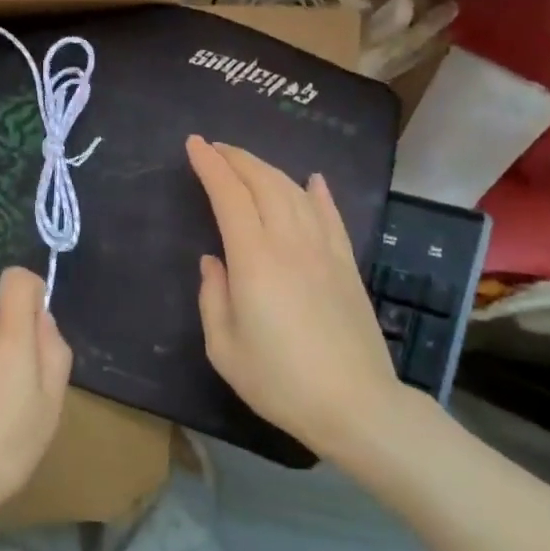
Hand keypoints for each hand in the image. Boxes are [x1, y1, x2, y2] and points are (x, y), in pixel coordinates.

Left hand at [0, 266, 72, 531]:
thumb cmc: (8, 446)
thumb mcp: (51, 404)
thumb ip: (53, 351)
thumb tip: (42, 319)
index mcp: (8, 336)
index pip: (16, 279)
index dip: (31, 291)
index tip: (37, 324)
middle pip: (1, 323)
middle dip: (14, 347)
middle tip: (20, 396)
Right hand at [185, 135, 409, 460]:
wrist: (356, 405)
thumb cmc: (280, 380)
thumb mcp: (224, 348)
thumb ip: (212, 297)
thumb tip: (214, 261)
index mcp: (254, 259)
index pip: (229, 196)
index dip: (210, 166)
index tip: (194, 145)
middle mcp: (290, 243)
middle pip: (263, 183)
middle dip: (236, 159)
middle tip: (215, 148)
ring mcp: (324, 251)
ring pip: (295, 192)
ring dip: (268, 169)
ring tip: (247, 163)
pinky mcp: (347, 265)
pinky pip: (331, 216)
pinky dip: (318, 193)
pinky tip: (313, 180)